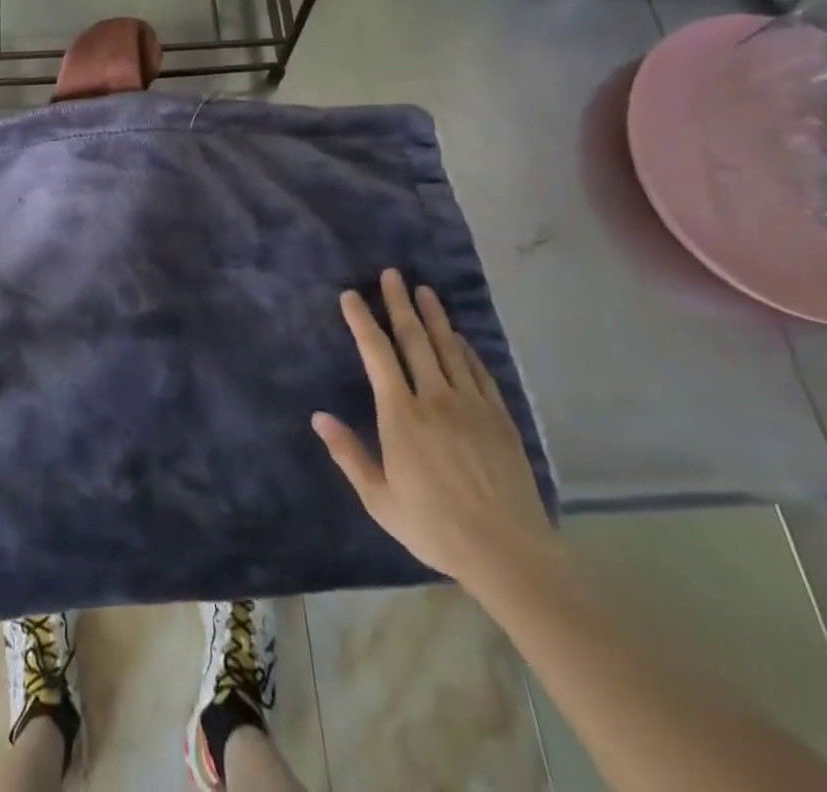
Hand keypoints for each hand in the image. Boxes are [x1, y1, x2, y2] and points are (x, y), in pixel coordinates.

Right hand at [312, 269, 553, 586]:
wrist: (508, 551)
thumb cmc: (435, 526)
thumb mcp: (380, 499)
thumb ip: (349, 454)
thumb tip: (318, 416)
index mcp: (401, 415)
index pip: (377, 354)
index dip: (362, 321)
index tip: (351, 295)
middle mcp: (434, 398)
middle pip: (414, 339)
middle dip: (399, 303)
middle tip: (392, 274)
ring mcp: (470, 404)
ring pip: (448, 348)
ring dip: (434, 316)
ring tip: (424, 290)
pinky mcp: (499, 417)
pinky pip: (478, 371)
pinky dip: (465, 348)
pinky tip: (459, 337)